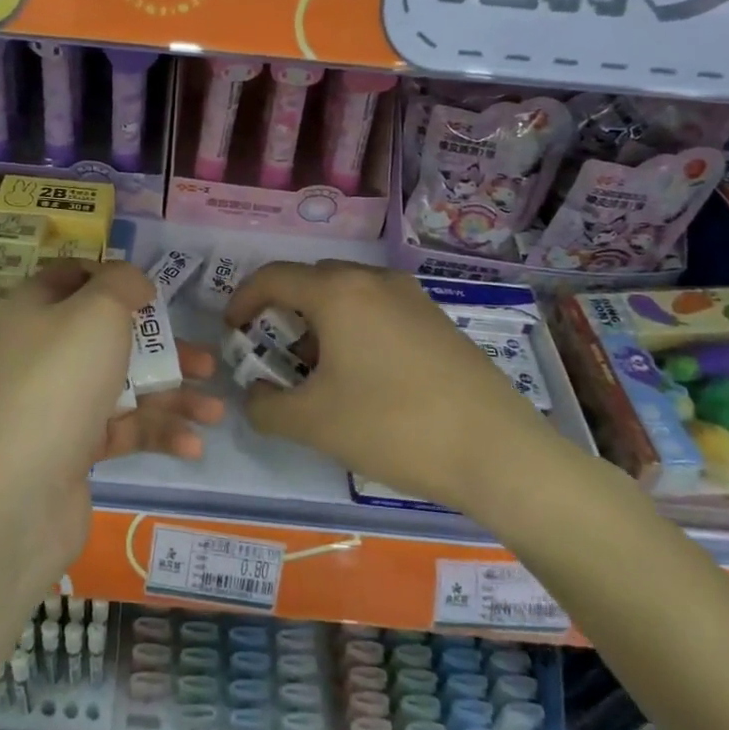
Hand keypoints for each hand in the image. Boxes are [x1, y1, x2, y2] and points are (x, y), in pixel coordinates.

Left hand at [0, 260, 222, 590]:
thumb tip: (133, 283)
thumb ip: (123, 284)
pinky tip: (192, 445)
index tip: (154, 294)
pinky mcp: (71, 449)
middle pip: (111, 337)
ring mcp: (56, 403)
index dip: (113, 280)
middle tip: (208, 363)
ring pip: (123, 386)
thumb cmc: (61, 380)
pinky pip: (121, 430)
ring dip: (172, 396)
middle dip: (163, 349)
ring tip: (215, 412)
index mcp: (36, 309)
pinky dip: (156, 433)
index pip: (73, 278)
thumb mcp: (97, 311)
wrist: (17, 491)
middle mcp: (43, 352)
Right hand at [224, 260, 560, 509]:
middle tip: (274, 352)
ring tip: (318, 370)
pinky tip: (363, 375)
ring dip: (320, 322)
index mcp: (337, 292)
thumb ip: (265, 406)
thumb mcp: (312, 423)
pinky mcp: (437, 320)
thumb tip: (256, 394)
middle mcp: (373, 281)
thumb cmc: (391, 426)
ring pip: (348, 295)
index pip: (272, 278)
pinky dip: (354, 329)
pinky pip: (379, 309)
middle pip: (311, 281)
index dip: (242, 300)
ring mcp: (412, 297)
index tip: (233, 331)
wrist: (495, 451)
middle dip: (282, 312)